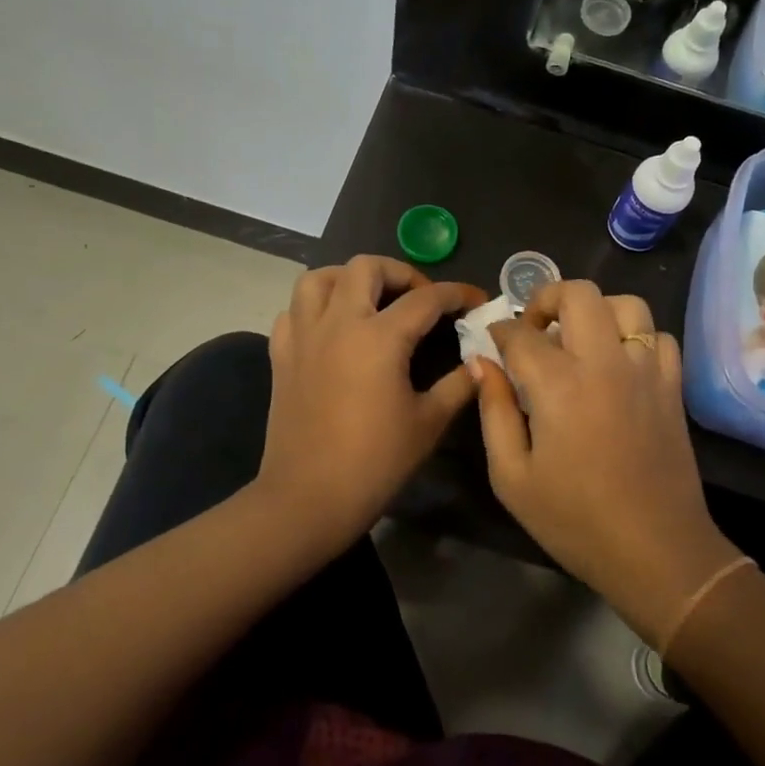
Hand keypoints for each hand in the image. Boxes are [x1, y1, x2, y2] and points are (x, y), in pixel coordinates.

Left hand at [257, 256, 485, 547]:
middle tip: (419, 299)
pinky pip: (293, 312)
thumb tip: (483, 361)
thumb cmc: (375, 462)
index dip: (457, 293)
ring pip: (319, 279)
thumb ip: (459, 384)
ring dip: (349, 279)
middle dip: (400, 273)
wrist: (308, 498)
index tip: (475, 300)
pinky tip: (332, 329)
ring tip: (370, 300)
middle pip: (366, 267)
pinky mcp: (281, 356)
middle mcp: (338, 323)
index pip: (426, 298)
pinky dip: (315, 308)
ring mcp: (304, 336)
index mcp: (379, 337)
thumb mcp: (428, 422)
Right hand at [472, 282, 739, 644]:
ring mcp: (646, 370)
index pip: (521, 332)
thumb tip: (483, 363)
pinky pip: (659, 336)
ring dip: (596, 310)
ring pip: (626, 304)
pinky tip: (618, 364)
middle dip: (547, 298)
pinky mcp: (673, 386)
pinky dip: (636, 337)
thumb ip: (494, 411)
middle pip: (578, 293)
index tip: (491, 343)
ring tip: (579, 340)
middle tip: (534, 330)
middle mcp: (605, 362)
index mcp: (559, 383)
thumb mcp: (512, 476)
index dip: (499, 331)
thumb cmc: (575, 520)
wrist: (656, 552)